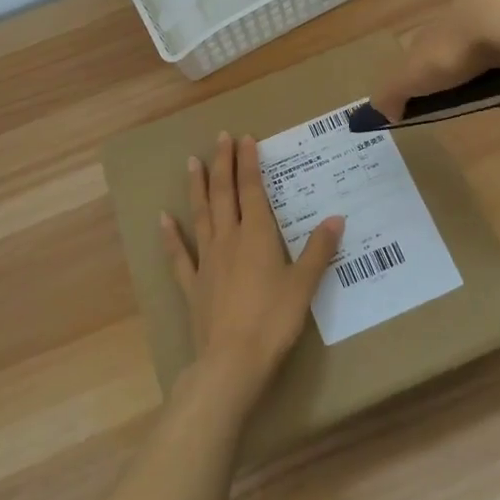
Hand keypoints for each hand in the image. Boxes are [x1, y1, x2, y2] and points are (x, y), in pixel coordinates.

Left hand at [161, 132, 344, 413]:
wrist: (232, 361)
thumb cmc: (273, 320)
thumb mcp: (304, 285)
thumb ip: (319, 250)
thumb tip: (336, 218)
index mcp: (257, 235)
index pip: (252, 189)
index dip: (248, 163)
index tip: (245, 139)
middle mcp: (229, 239)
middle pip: (224, 194)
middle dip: (223, 163)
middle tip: (220, 137)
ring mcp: (207, 261)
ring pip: (201, 215)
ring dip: (197, 187)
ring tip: (192, 161)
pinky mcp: (193, 285)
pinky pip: (179, 255)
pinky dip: (171, 236)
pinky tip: (163, 219)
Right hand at [369, 0, 499, 121]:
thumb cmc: (464, 47)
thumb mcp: (417, 73)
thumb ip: (395, 90)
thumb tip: (380, 110)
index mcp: (454, 12)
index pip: (442, 37)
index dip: (442, 67)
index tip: (447, 95)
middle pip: (482, 39)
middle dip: (482, 71)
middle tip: (488, 101)